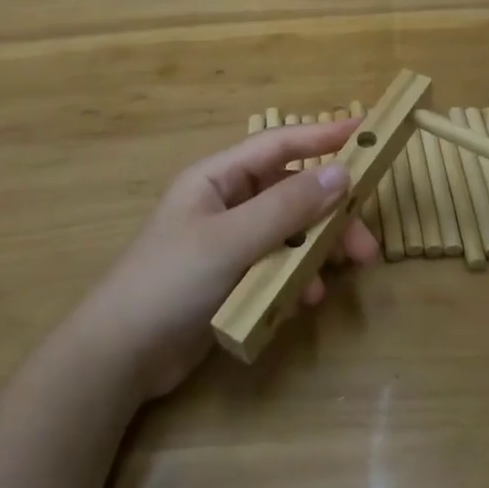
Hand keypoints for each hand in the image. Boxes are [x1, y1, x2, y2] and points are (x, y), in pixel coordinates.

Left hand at [72, 119, 379, 398]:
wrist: (121, 356)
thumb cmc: (170, 281)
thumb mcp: (231, 239)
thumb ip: (287, 207)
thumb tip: (342, 172)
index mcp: (218, 177)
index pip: (279, 144)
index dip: (323, 135)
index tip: (367, 131)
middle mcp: (228, 202)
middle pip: (292, 193)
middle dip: (330, 213)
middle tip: (365, 241)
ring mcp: (232, 242)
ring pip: (291, 232)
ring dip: (318, 248)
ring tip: (346, 272)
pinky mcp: (235, 278)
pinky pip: (279, 265)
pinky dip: (297, 276)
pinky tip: (306, 298)